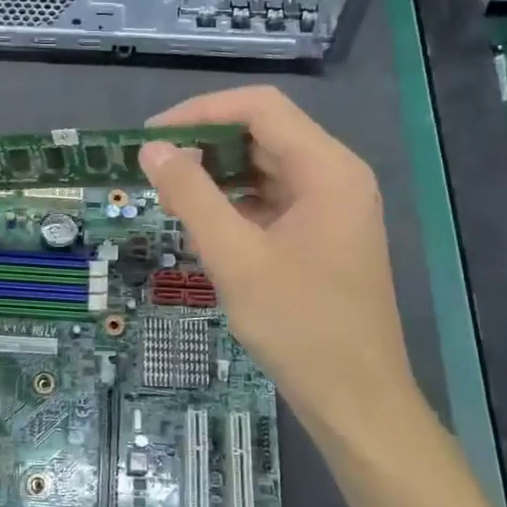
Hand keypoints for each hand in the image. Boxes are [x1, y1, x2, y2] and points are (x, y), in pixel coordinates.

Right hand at [137, 86, 419, 433]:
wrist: (355, 398)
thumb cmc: (299, 326)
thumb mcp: (236, 258)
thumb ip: (192, 197)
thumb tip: (153, 149)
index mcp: (327, 169)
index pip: (260, 108)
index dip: (201, 112)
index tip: (152, 136)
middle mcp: (335, 177)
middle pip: (264, 134)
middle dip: (205, 145)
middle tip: (154, 169)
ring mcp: (331, 208)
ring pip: (265, 169)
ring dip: (217, 176)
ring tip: (171, 196)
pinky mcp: (321, 236)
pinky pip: (272, 201)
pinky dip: (235, 205)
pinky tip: (203, 226)